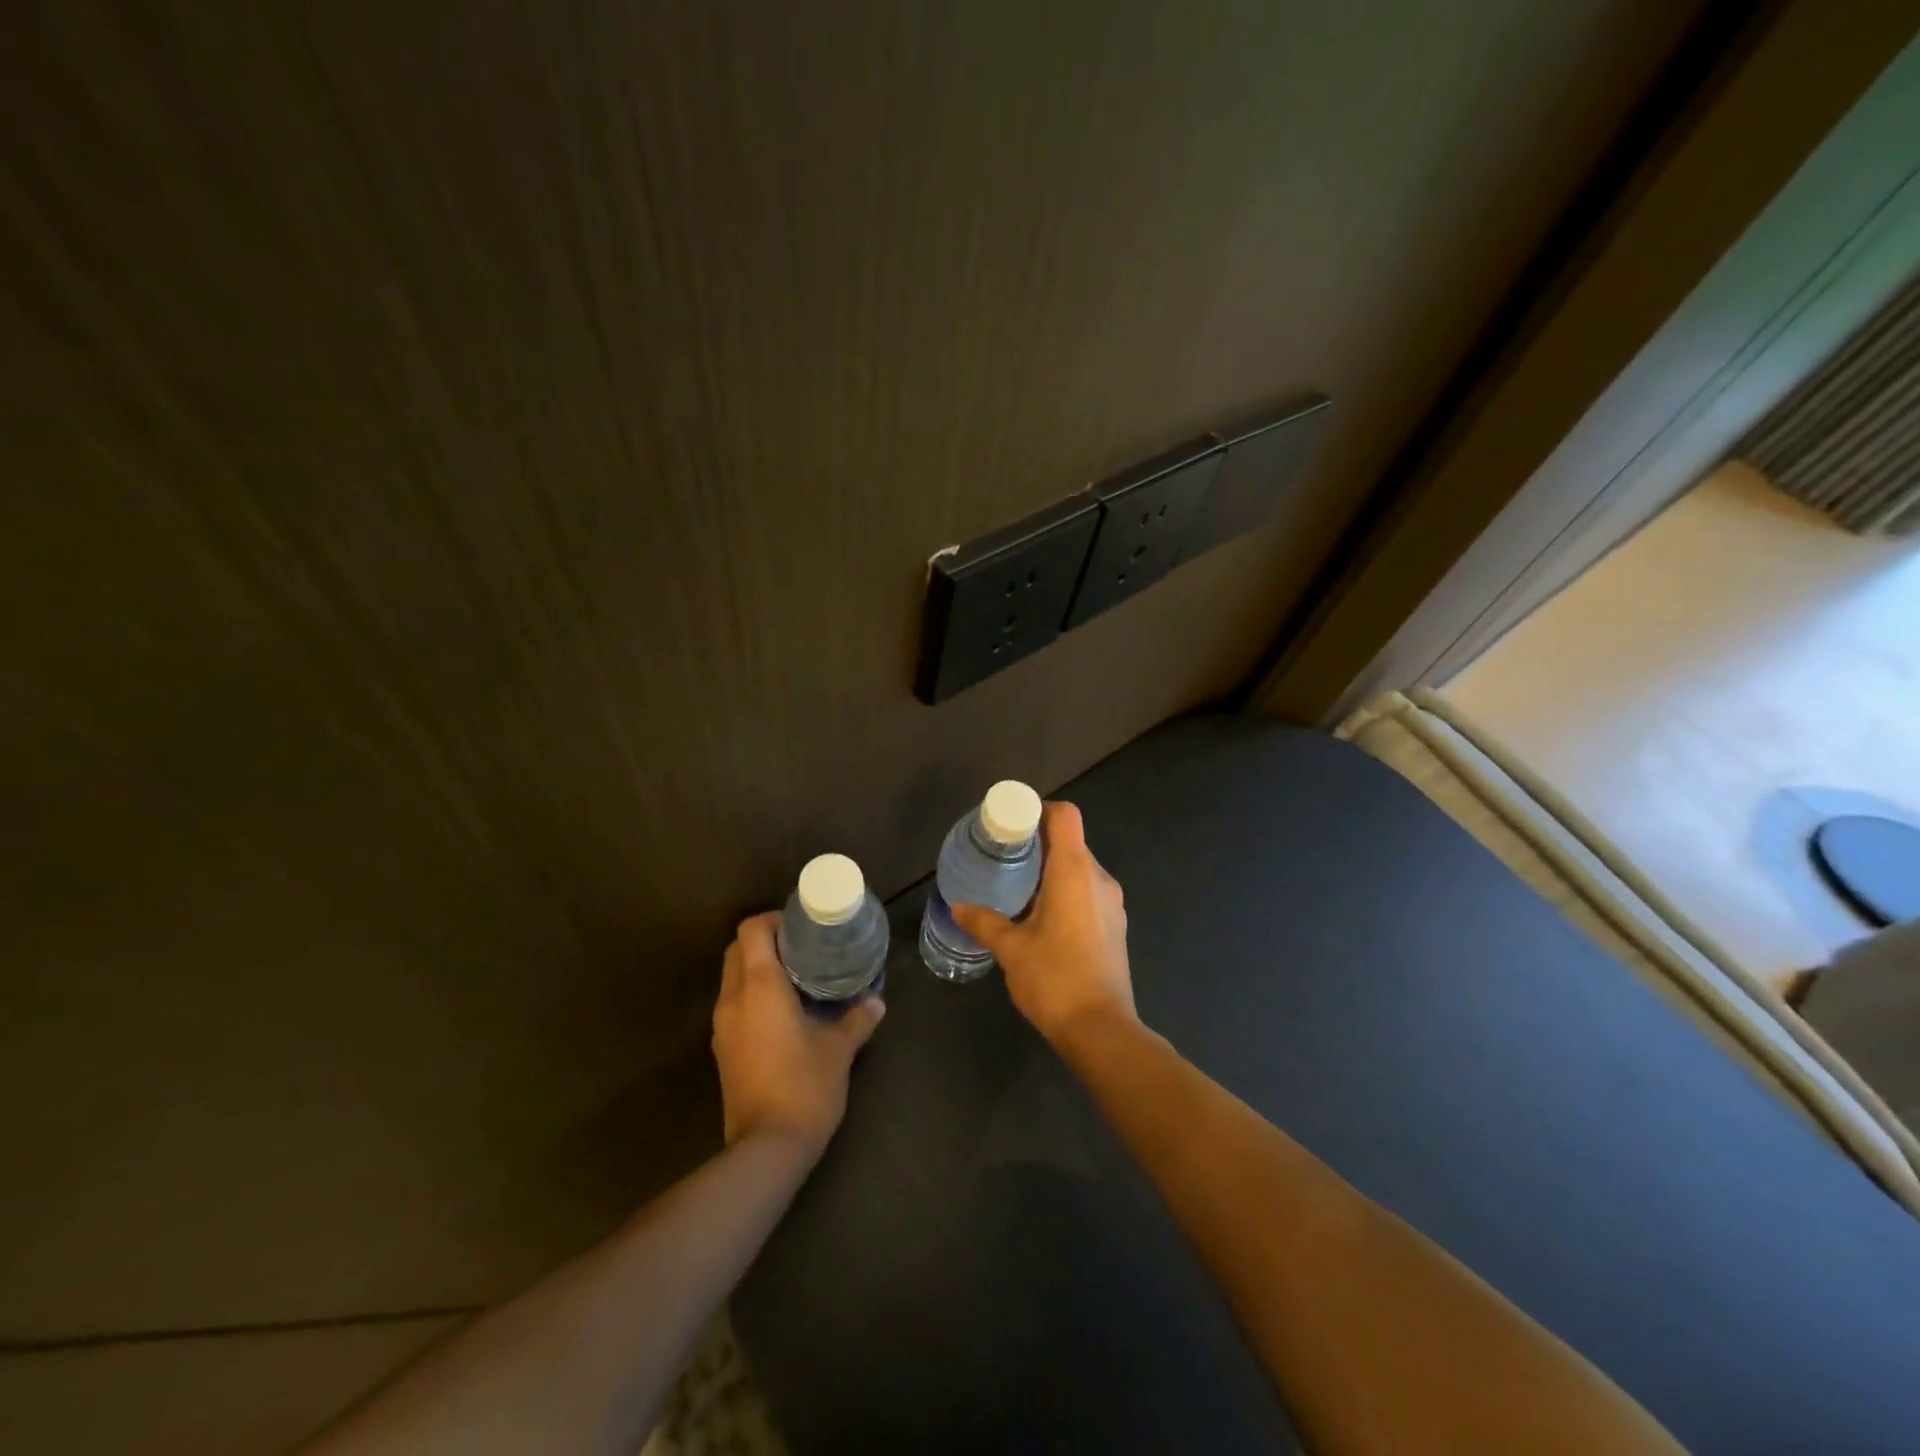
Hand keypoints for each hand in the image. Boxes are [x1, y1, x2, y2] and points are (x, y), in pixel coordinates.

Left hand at [711, 912, 884, 1154]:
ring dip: (757, 968)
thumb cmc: (804, 1086)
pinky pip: (734, 1004)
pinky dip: (753, 995)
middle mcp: (733, 999)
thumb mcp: (839, 1049)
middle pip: (737, 950)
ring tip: (797, 977)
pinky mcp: (722, 1050)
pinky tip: (784, 1011)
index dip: (774, 919)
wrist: (766, 1149)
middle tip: (802, 948)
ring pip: (732, 978)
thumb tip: (876, 1001)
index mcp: (759, 986)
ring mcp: (723, 1027)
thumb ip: (857, 1019)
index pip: (751, 930)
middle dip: (765, 941)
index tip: (803, 926)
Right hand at [951, 801, 1135, 1047]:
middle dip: (1038, 843)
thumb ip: (985, 922)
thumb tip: (958, 906)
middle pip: (1071, 841)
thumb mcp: (1011, 948)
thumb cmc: (1054, 978)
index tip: (1012, 824)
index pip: (1065, 816)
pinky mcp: (1115, 925)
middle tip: (1004, 856)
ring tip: (1019, 886)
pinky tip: (1042, 916)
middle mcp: (1099, 878)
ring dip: (1052, 869)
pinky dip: (1066, 891)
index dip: (1039, 810)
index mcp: (1074, 871)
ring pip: (1080, 868)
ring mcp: (1112, 902)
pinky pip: (1088, 891)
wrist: (1101, 1029)